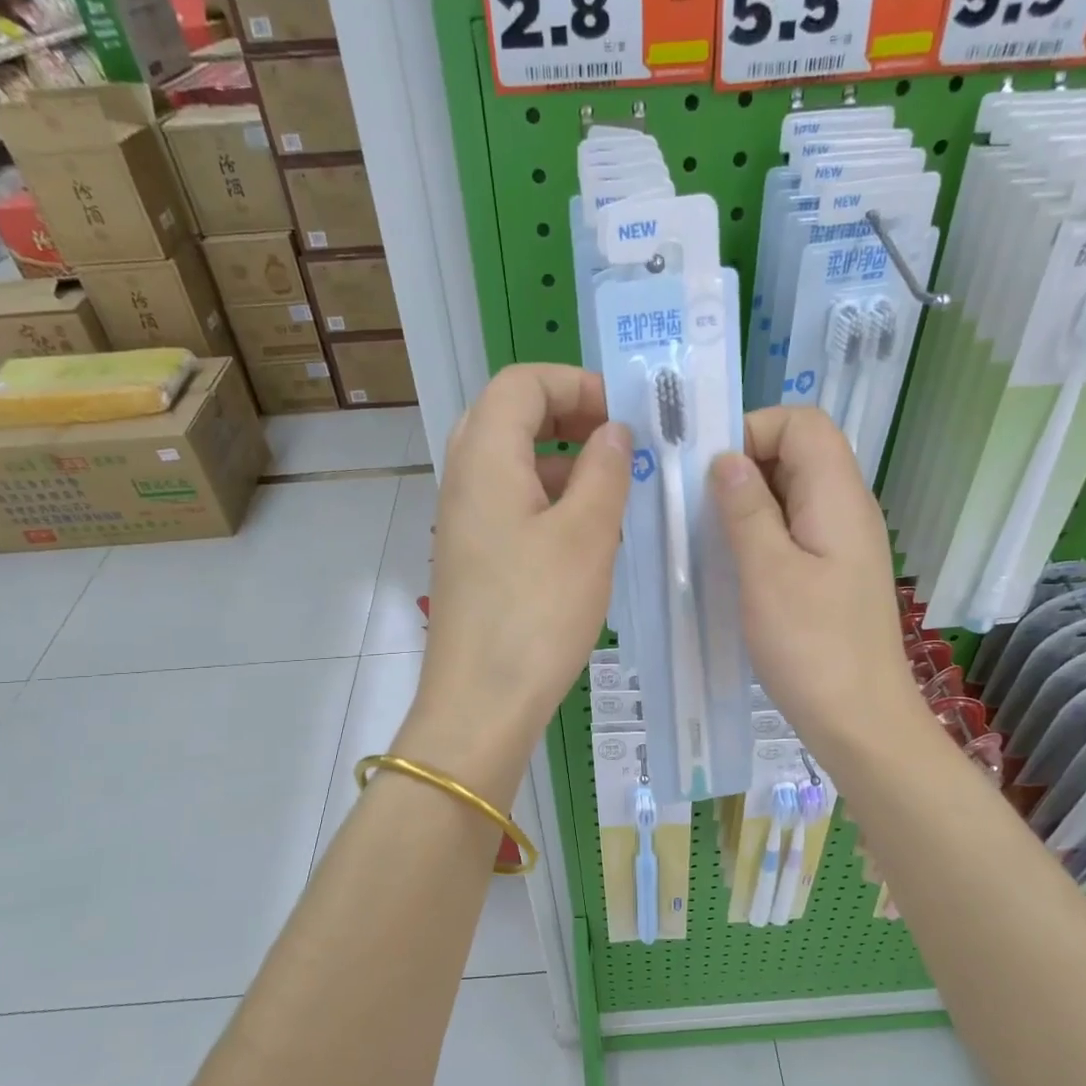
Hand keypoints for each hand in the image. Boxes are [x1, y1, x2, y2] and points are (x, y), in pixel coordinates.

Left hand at [402, 364, 630, 794]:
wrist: (482, 703)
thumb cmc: (537, 613)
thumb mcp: (586, 535)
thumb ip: (604, 471)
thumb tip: (613, 432)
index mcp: (485, 458)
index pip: (520, 382)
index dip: (573, 383)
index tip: (621, 415)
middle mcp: (464, 479)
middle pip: (510, 417)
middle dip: (567, 418)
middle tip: (617, 443)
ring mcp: (464, 521)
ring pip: (513, 465)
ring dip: (563, 464)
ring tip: (615, 495)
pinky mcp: (473, 557)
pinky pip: (512, 506)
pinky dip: (550, 503)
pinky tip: (589, 539)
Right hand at [709, 407, 923, 760]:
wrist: (860, 722)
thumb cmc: (812, 648)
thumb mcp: (768, 573)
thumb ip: (746, 509)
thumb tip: (727, 458)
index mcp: (838, 497)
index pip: (803, 423)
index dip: (754, 430)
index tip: (709, 472)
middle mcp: (847, 509)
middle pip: (798, 453)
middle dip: (743, 465)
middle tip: (695, 505)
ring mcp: (842, 544)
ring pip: (792, 494)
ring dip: (747, 503)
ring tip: (705, 534)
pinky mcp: (833, 574)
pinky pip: (794, 530)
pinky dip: (760, 533)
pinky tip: (731, 564)